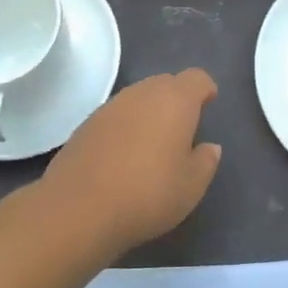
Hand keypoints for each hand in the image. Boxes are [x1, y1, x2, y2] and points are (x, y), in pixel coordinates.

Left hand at [42, 70, 221, 254]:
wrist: (78, 208)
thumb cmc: (147, 194)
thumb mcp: (191, 186)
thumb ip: (206, 161)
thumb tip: (209, 147)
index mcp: (175, 100)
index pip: (196, 78)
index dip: (205, 89)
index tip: (208, 106)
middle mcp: (142, 93)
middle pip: (166, 83)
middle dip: (177, 99)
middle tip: (182, 128)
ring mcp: (110, 106)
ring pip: (138, 98)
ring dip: (149, 112)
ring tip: (153, 144)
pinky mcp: (86, 123)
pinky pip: (116, 115)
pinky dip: (125, 126)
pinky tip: (123, 156)